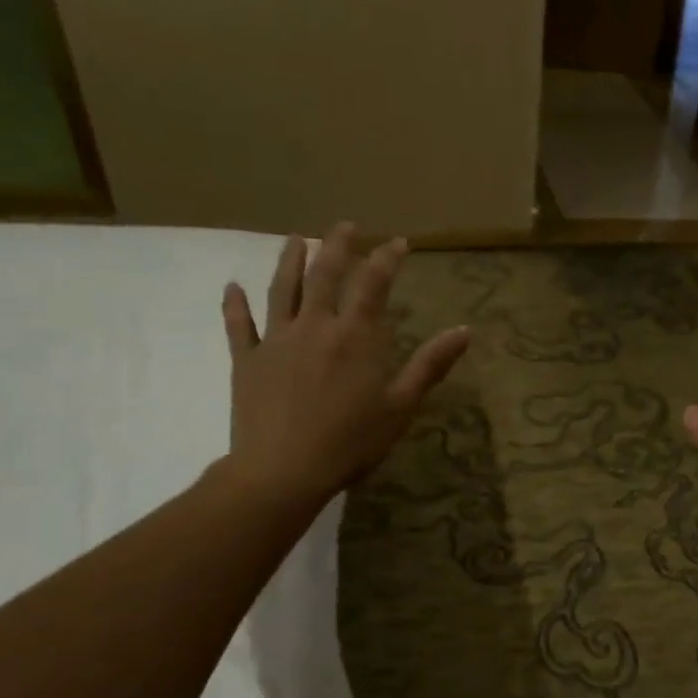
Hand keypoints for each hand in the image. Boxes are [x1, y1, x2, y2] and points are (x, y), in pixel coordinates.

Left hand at [221, 224, 468, 513]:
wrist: (283, 471)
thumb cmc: (351, 441)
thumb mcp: (401, 405)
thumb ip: (431, 364)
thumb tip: (465, 331)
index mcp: (356, 336)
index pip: (374, 284)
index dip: (386, 258)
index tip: (398, 242)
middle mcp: (315, 326)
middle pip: (324, 275)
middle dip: (338, 246)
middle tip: (346, 226)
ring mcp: (277, 341)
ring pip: (282, 290)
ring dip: (289, 260)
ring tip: (296, 239)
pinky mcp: (247, 361)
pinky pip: (239, 326)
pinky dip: (235, 305)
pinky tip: (232, 288)